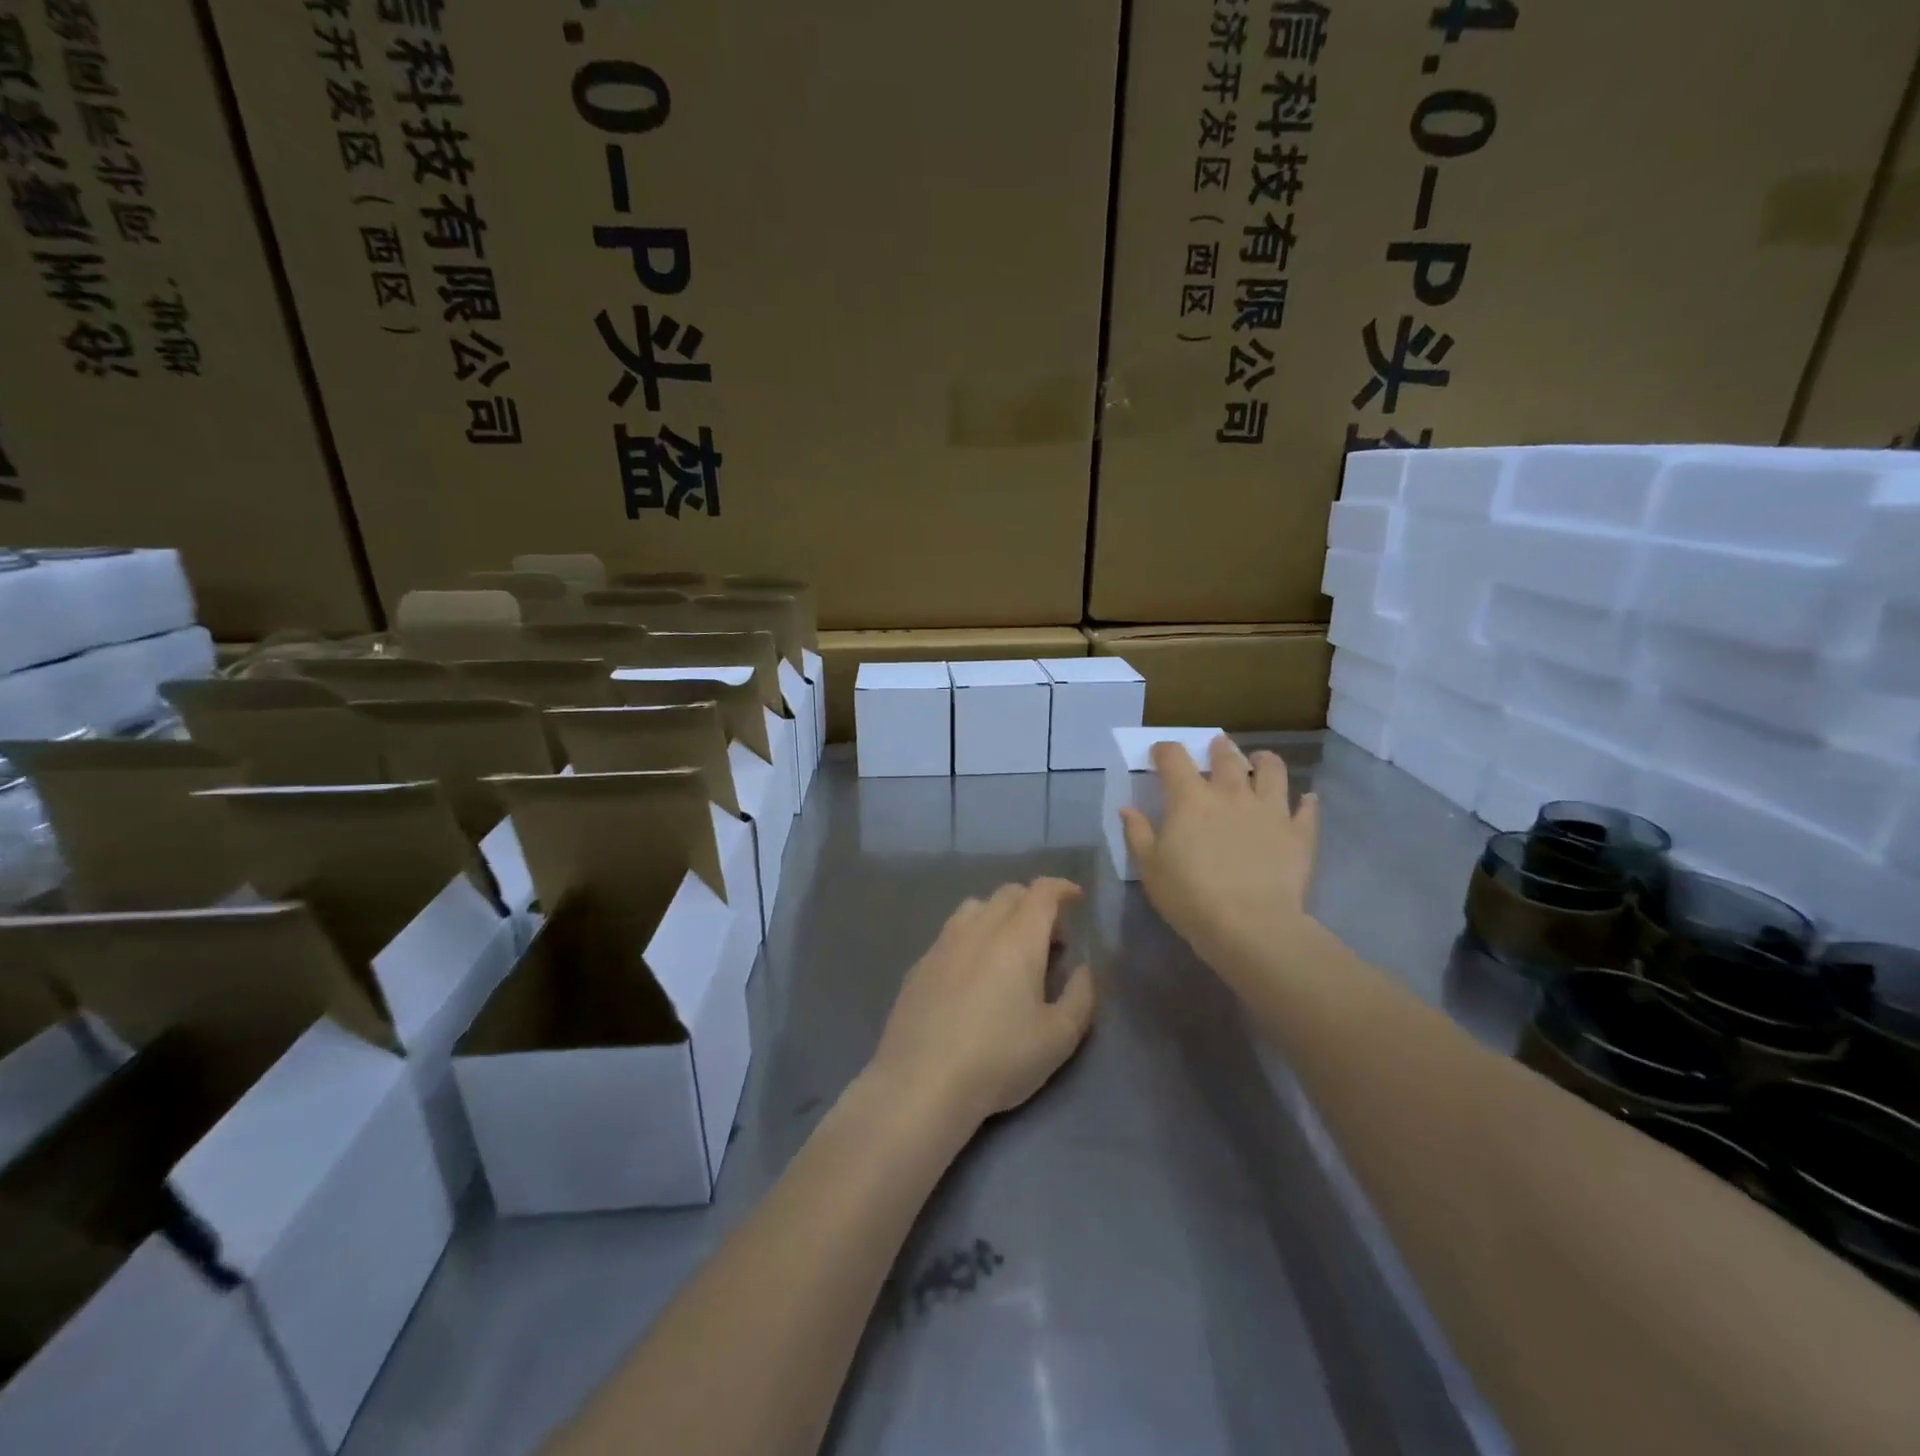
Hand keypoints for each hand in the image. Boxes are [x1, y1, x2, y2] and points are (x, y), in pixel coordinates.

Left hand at [867, 878, 1095, 1133]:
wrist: (921, 1081)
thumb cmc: (999, 1058)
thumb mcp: (1058, 1037)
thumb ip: (1081, 996)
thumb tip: (1084, 969)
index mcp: (1017, 938)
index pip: (1042, 892)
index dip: (1062, 888)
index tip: (1075, 898)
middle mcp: (978, 928)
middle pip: (1008, 894)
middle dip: (1034, 903)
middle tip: (1049, 937)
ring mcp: (943, 944)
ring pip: (975, 908)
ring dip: (999, 916)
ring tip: (1009, 950)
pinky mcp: (919, 965)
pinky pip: (950, 934)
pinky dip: (971, 938)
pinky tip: (972, 974)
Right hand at [1120, 737, 1319, 985]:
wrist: (1250, 926)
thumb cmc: (1189, 896)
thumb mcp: (1149, 868)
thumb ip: (1137, 833)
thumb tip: (1128, 809)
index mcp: (1190, 798)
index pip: (1174, 757)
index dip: (1164, 750)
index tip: (1160, 754)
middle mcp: (1231, 792)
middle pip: (1226, 756)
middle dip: (1218, 748)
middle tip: (1217, 748)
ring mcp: (1269, 809)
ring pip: (1272, 770)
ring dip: (1265, 762)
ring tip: (1261, 762)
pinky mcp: (1298, 833)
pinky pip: (1307, 809)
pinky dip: (1306, 802)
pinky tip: (1306, 801)